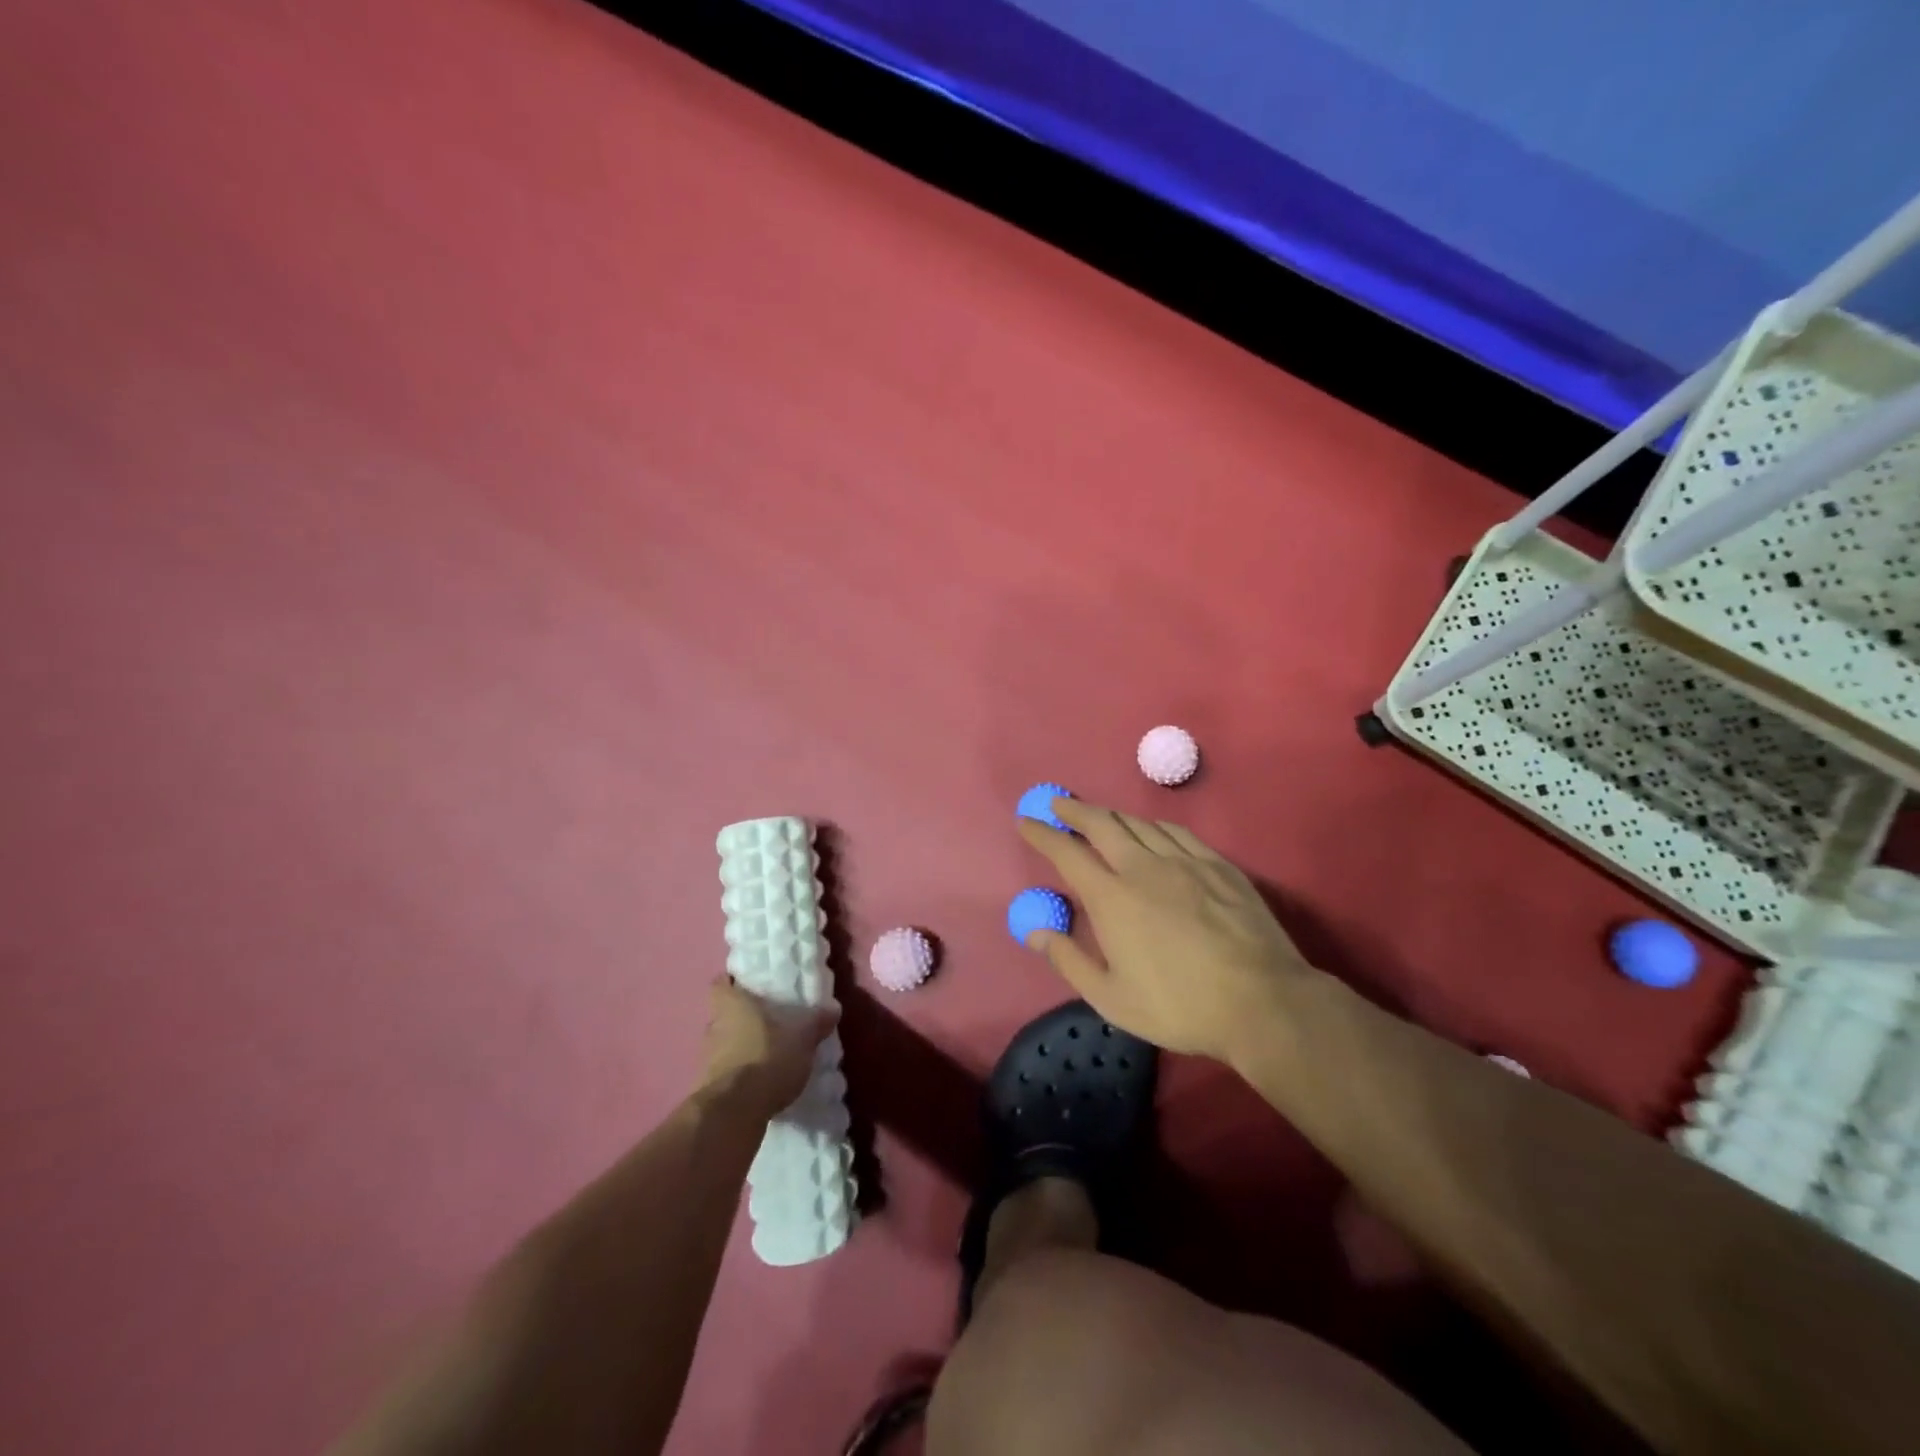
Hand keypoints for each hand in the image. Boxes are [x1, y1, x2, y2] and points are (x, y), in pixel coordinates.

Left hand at [698, 978, 838, 1117]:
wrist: (735, 1112)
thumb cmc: (767, 1057)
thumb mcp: (802, 1036)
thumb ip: (816, 1021)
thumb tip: (833, 1008)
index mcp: (731, 1004)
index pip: (721, 984)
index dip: (733, 983)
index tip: (750, 986)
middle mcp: (714, 1026)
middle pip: (724, 1014)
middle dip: (743, 1017)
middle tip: (769, 1021)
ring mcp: (708, 1058)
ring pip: (724, 1043)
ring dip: (741, 1047)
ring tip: (768, 1052)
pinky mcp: (710, 1087)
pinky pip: (727, 1071)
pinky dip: (740, 1072)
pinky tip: (761, 1080)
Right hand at [1017, 798, 1323, 1067]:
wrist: (1262, 1001)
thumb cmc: (1179, 1006)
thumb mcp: (1111, 998)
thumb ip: (1069, 960)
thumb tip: (1034, 931)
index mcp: (1112, 898)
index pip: (1067, 853)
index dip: (1043, 834)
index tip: (1026, 821)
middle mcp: (1143, 867)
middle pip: (1102, 824)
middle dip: (1075, 810)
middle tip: (1058, 803)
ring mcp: (1185, 861)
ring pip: (1139, 824)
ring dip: (1112, 815)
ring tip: (1099, 816)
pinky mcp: (1218, 865)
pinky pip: (1177, 832)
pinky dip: (1153, 825)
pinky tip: (1151, 830)